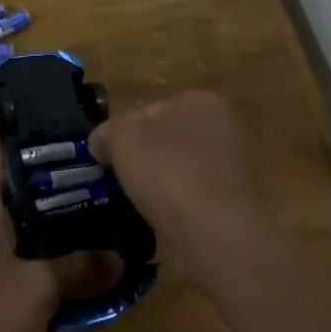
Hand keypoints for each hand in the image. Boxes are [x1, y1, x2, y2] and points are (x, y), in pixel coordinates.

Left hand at [0, 81, 118, 331]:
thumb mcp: (34, 289)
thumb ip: (77, 267)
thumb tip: (121, 256)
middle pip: (4, 172)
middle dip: (28, 146)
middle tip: (68, 125)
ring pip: (18, 209)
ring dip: (44, 193)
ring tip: (86, 175)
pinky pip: (27, 245)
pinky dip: (51, 236)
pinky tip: (83, 239)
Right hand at [87, 90, 262, 278]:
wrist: (213, 231)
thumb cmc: (167, 172)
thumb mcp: (122, 140)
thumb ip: (106, 134)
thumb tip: (99, 141)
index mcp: (199, 100)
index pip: (146, 111)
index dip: (119, 133)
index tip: (103, 157)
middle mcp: (220, 126)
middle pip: (163, 138)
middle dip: (140, 157)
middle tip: (115, 179)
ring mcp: (229, 164)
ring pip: (176, 167)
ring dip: (156, 181)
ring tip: (134, 201)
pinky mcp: (230, 198)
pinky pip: (190, 193)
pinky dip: (173, 202)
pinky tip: (158, 216)